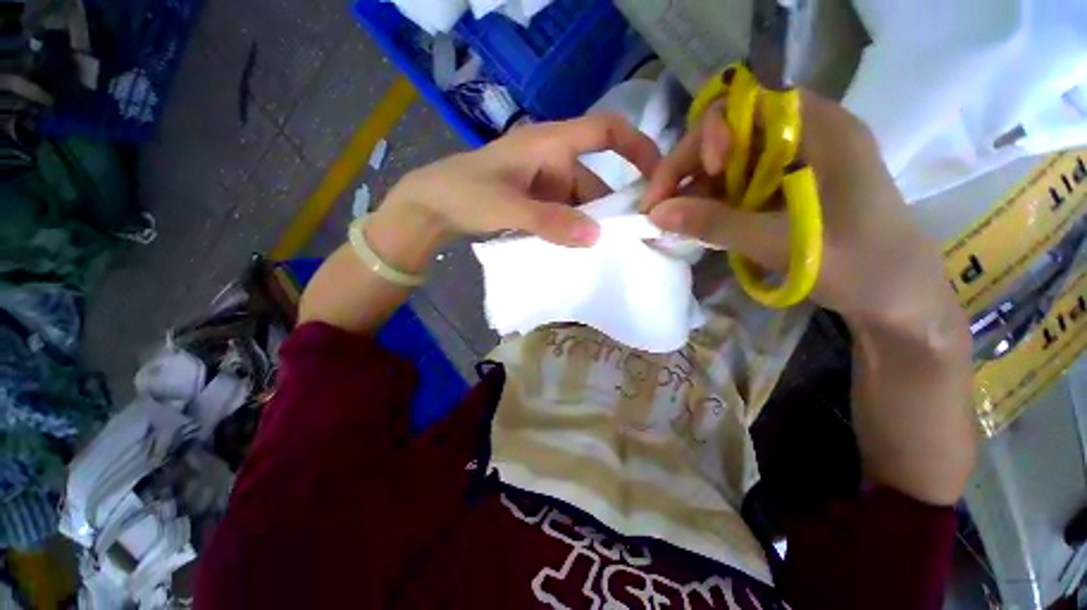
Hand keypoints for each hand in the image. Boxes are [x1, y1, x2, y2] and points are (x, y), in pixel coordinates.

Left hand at [375, 113, 660, 254]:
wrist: (430, 206)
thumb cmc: (463, 193)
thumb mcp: (507, 206)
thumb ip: (550, 221)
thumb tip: (596, 236)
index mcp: (548, 144)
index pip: (604, 131)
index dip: (636, 146)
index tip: (658, 175)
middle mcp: (552, 161)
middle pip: (595, 180)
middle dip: (611, 208)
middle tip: (628, 239)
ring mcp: (544, 184)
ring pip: (580, 203)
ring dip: (589, 225)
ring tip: (605, 252)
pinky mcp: (536, 203)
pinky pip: (564, 215)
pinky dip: (572, 230)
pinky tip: (578, 250)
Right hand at [642, 92, 958, 332]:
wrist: (897, 298)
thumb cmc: (858, 266)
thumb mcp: (782, 243)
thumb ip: (715, 223)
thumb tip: (655, 213)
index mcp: (821, 129)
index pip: (747, 105)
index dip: (711, 135)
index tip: (694, 178)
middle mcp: (806, 136)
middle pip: (731, 133)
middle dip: (690, 168)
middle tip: (660, 207)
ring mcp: (795, 163)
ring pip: (729, 162)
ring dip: (697, 189)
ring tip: (676, 222)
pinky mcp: (786, 188)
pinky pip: (738, 184)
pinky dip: (713, 203)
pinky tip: (699, 224)